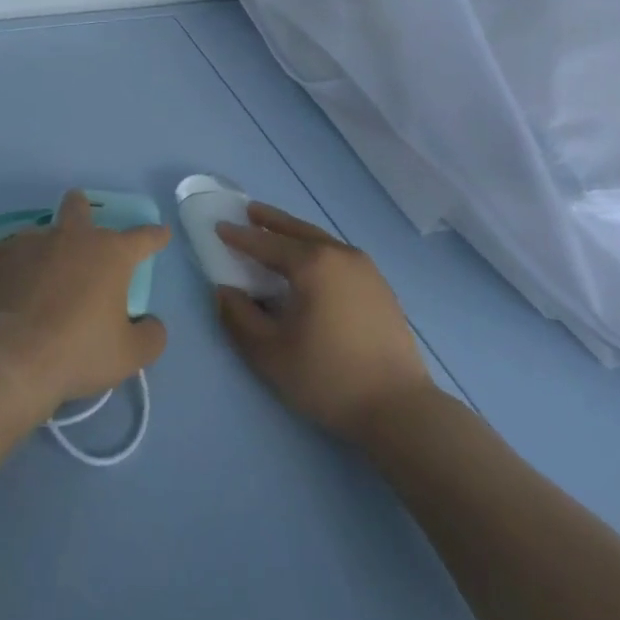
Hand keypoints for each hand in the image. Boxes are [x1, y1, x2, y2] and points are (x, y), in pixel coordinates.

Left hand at [0, 190, 168, 415]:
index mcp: (110, 254)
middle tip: (82, 223)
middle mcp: (72, 237)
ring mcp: (31, 242)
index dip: (154, 236)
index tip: (160, 234)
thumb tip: (151, 323)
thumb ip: (151, 335)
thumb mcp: (130, 354)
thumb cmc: (79, 352)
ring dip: (42, 240)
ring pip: (38, 227)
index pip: (142, 238)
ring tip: (36, 260)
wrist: (16, 358)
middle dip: (83, 210)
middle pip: (79, 208)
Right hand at [215, 203, 433, 441]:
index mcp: (312, 264)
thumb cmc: (328, 377)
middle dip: (272, 221)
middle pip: (298, 230)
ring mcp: (366, 270)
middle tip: (250, 211)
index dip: (240, 236)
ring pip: (322, 240)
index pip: (267, 243)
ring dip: (296, 234)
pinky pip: (340, 256)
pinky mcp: (381, 288)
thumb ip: (239, 317)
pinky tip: (313, 265)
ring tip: (278, 234)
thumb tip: (225, 291)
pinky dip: (318, 250)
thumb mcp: (270, 353)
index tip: (220, 227)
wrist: (399, 408)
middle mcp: (340, 255)